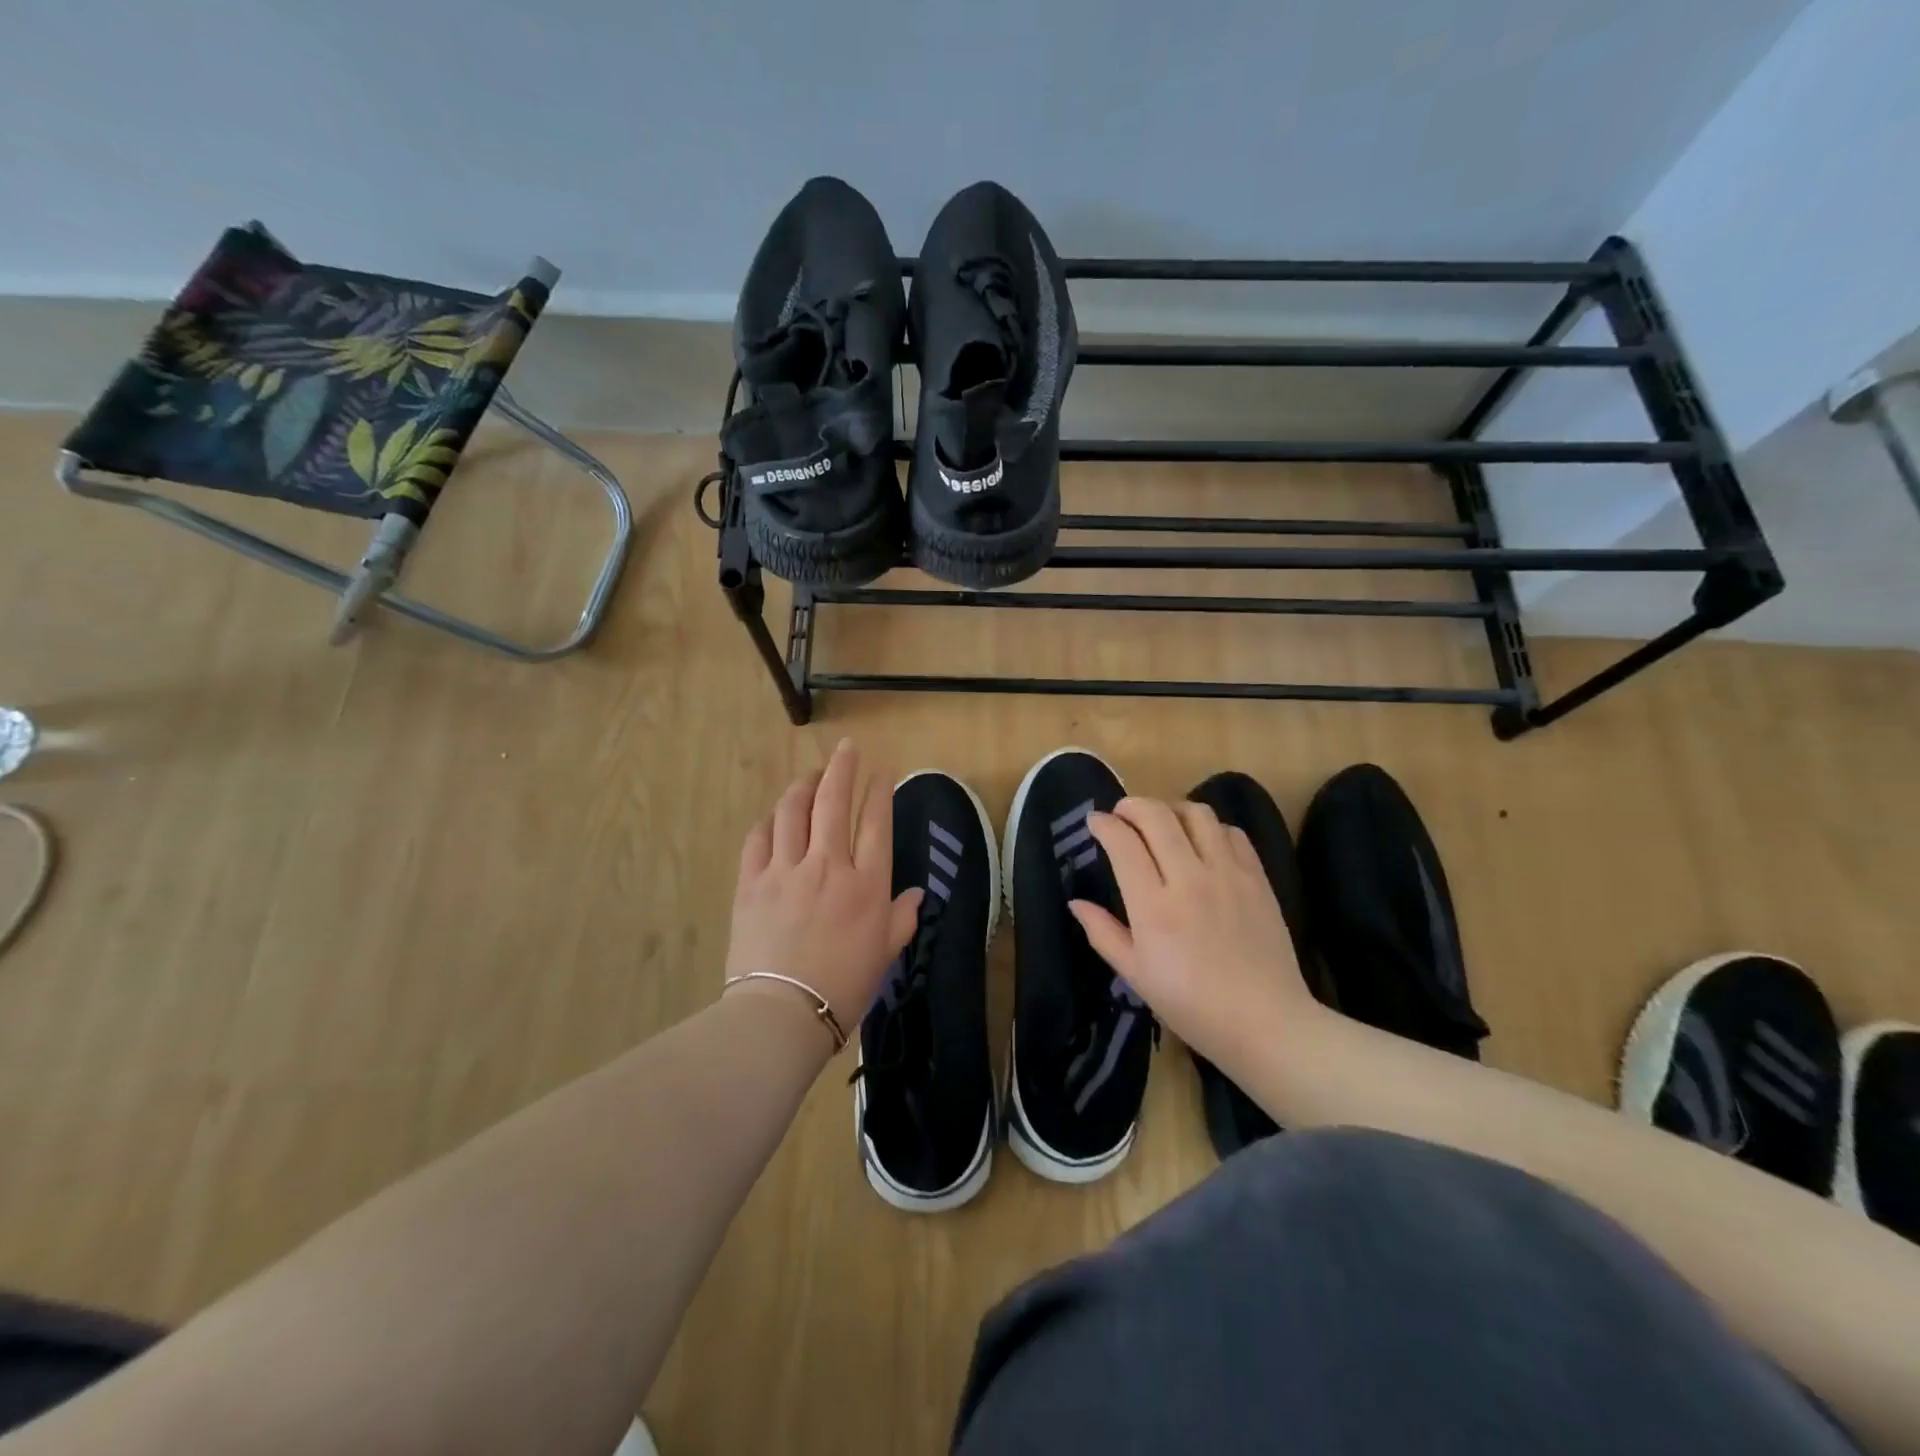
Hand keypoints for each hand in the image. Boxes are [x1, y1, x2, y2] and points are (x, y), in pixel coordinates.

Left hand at [724, 739, 921, 1034]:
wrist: (783, 1013)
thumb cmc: (844, 987)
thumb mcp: (885, 954)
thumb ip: (902, 918)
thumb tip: (917, 894)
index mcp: (865, 884)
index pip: (876, 822)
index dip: (879, 789)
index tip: (882, 768)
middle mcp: (827, 865)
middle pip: (833, 801)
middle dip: (842, 768)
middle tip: (846, 749)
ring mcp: (785, 870)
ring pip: (792, 811)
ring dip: (803, 786)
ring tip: (810, 776)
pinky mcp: (751, 882)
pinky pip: (758, 839)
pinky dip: (769, 822)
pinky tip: (774, 818)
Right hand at [1069, 797, 1320, 1070]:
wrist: (1266, 1023)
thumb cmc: (1191, 1005)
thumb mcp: (1136, 976)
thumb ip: (1103, 933)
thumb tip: (1076, 903)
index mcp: (1153, 906)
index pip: (1123, 842)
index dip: (1104, 824)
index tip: (1095, 823)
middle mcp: (1189, 879)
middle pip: (1157, 816)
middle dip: (1132, 805)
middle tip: (1122, 814)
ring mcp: (1228, 874)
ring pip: (1197, 814)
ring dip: (1172, 809)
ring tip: (1163, 823)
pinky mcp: (1257, 878)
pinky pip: (1232, 832)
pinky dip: (1210, 828)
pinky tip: (1203, 843)